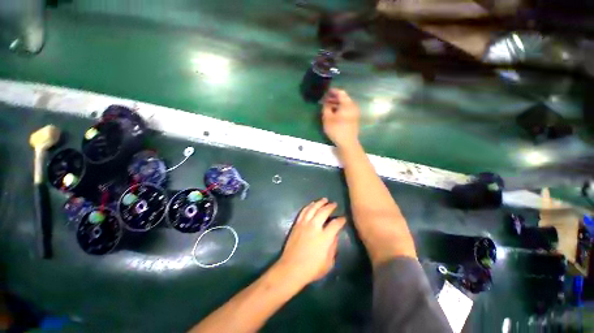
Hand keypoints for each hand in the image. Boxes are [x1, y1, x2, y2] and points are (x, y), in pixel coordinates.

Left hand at [276, 198, 345, 286]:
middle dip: (330, 206)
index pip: (335, 224)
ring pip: (313, 208)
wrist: (291, 268)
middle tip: (334, 204)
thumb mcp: (329, 262)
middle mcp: (314, 227)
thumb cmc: (312, 269)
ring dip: (319, 203)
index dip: (341, 220)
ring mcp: (304, 224)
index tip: (343, 218)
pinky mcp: (297, 224)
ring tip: (324, 199)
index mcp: (324, 237)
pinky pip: (303, 212)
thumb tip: (335, 235)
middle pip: (324, 211)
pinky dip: (309, 206)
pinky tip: (312, 204)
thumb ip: (333, 247)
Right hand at [322, 88, 359, 148]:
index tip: (326, 92)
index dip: (332, 91)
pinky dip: (340, 110)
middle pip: (343, 99)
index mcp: (347, 104)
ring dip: (336, 105)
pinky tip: (334, 114)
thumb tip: (326, 102)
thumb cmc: (336, 129)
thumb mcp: (327, 118)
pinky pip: (347, 111)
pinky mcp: (354, 119)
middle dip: (334, 98)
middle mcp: (353, 106)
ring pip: (345, 105)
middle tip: (325, 101)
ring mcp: (355, 113)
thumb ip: (326, 108)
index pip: (340, 93)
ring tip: (328, 108)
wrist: (348, 143)